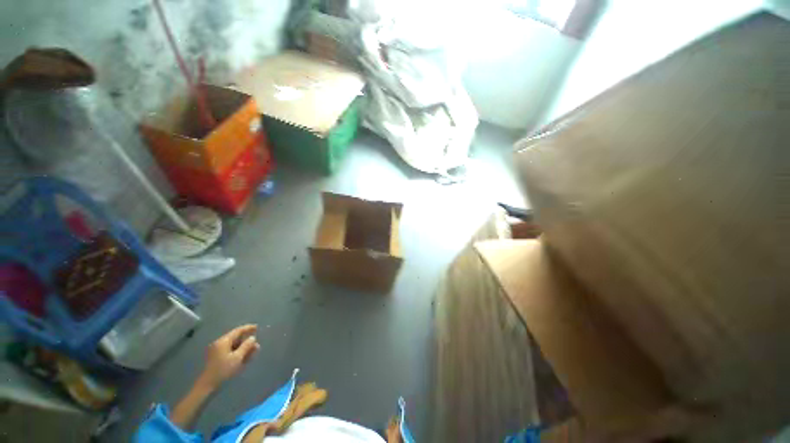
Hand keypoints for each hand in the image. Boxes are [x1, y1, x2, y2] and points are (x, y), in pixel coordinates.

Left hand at [197, 324, 260, 390]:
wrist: (207, 386)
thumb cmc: (223, 370)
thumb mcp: (237, 357)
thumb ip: (246, 346)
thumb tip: (252, 338)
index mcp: (223, 341)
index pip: (238, 331)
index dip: (248, 328)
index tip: (257, 327)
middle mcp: (219, 344)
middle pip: (236, 338)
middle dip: (246, 341)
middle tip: (256, 345)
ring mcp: (217, 351)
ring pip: (233, 346)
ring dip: (243, 348)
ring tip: (252, 353)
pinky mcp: (216, 358)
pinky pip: (229, 352)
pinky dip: (237, 353)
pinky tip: (244, 358)